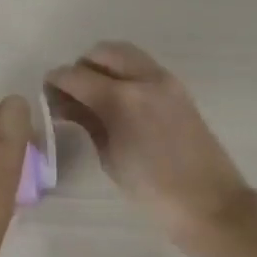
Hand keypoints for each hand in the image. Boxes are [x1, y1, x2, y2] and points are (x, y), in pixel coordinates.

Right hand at [45, 42, 251, 247]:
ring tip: (95, 94)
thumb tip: (65, 104)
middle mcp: (143, 79)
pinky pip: (141, 66)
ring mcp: (164, 80)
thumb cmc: (151, 189)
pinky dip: (123, 72)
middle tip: (72, 94)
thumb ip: (87, 121)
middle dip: (81, 68)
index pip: (75, 75)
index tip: (47, 95)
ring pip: (123, 53)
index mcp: (122, 99)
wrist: (209, 203)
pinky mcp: (177, 88)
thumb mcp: (109, 156)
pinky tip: (117, 100)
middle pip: (101, 53)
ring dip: (103, 66)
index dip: (55, 82)